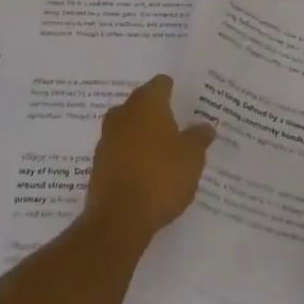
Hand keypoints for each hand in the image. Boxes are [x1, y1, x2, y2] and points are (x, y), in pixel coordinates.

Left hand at [83, 75, 215, 243]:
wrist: (119, 220)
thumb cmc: (161, 177)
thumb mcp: (192, 157)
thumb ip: (199, 137)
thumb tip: (205, 126)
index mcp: (146, 103)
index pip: (161, 84)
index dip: (173, 90)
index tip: (185, 100)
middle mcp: (123, 113)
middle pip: (141, 103)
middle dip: (156, 112)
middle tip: (176, 125)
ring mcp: (106, 139)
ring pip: (128, 127)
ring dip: (141, 135)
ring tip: (162, 150)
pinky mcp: (98, 164)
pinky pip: (119, 151)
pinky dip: (131, 155)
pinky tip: (145, 171)